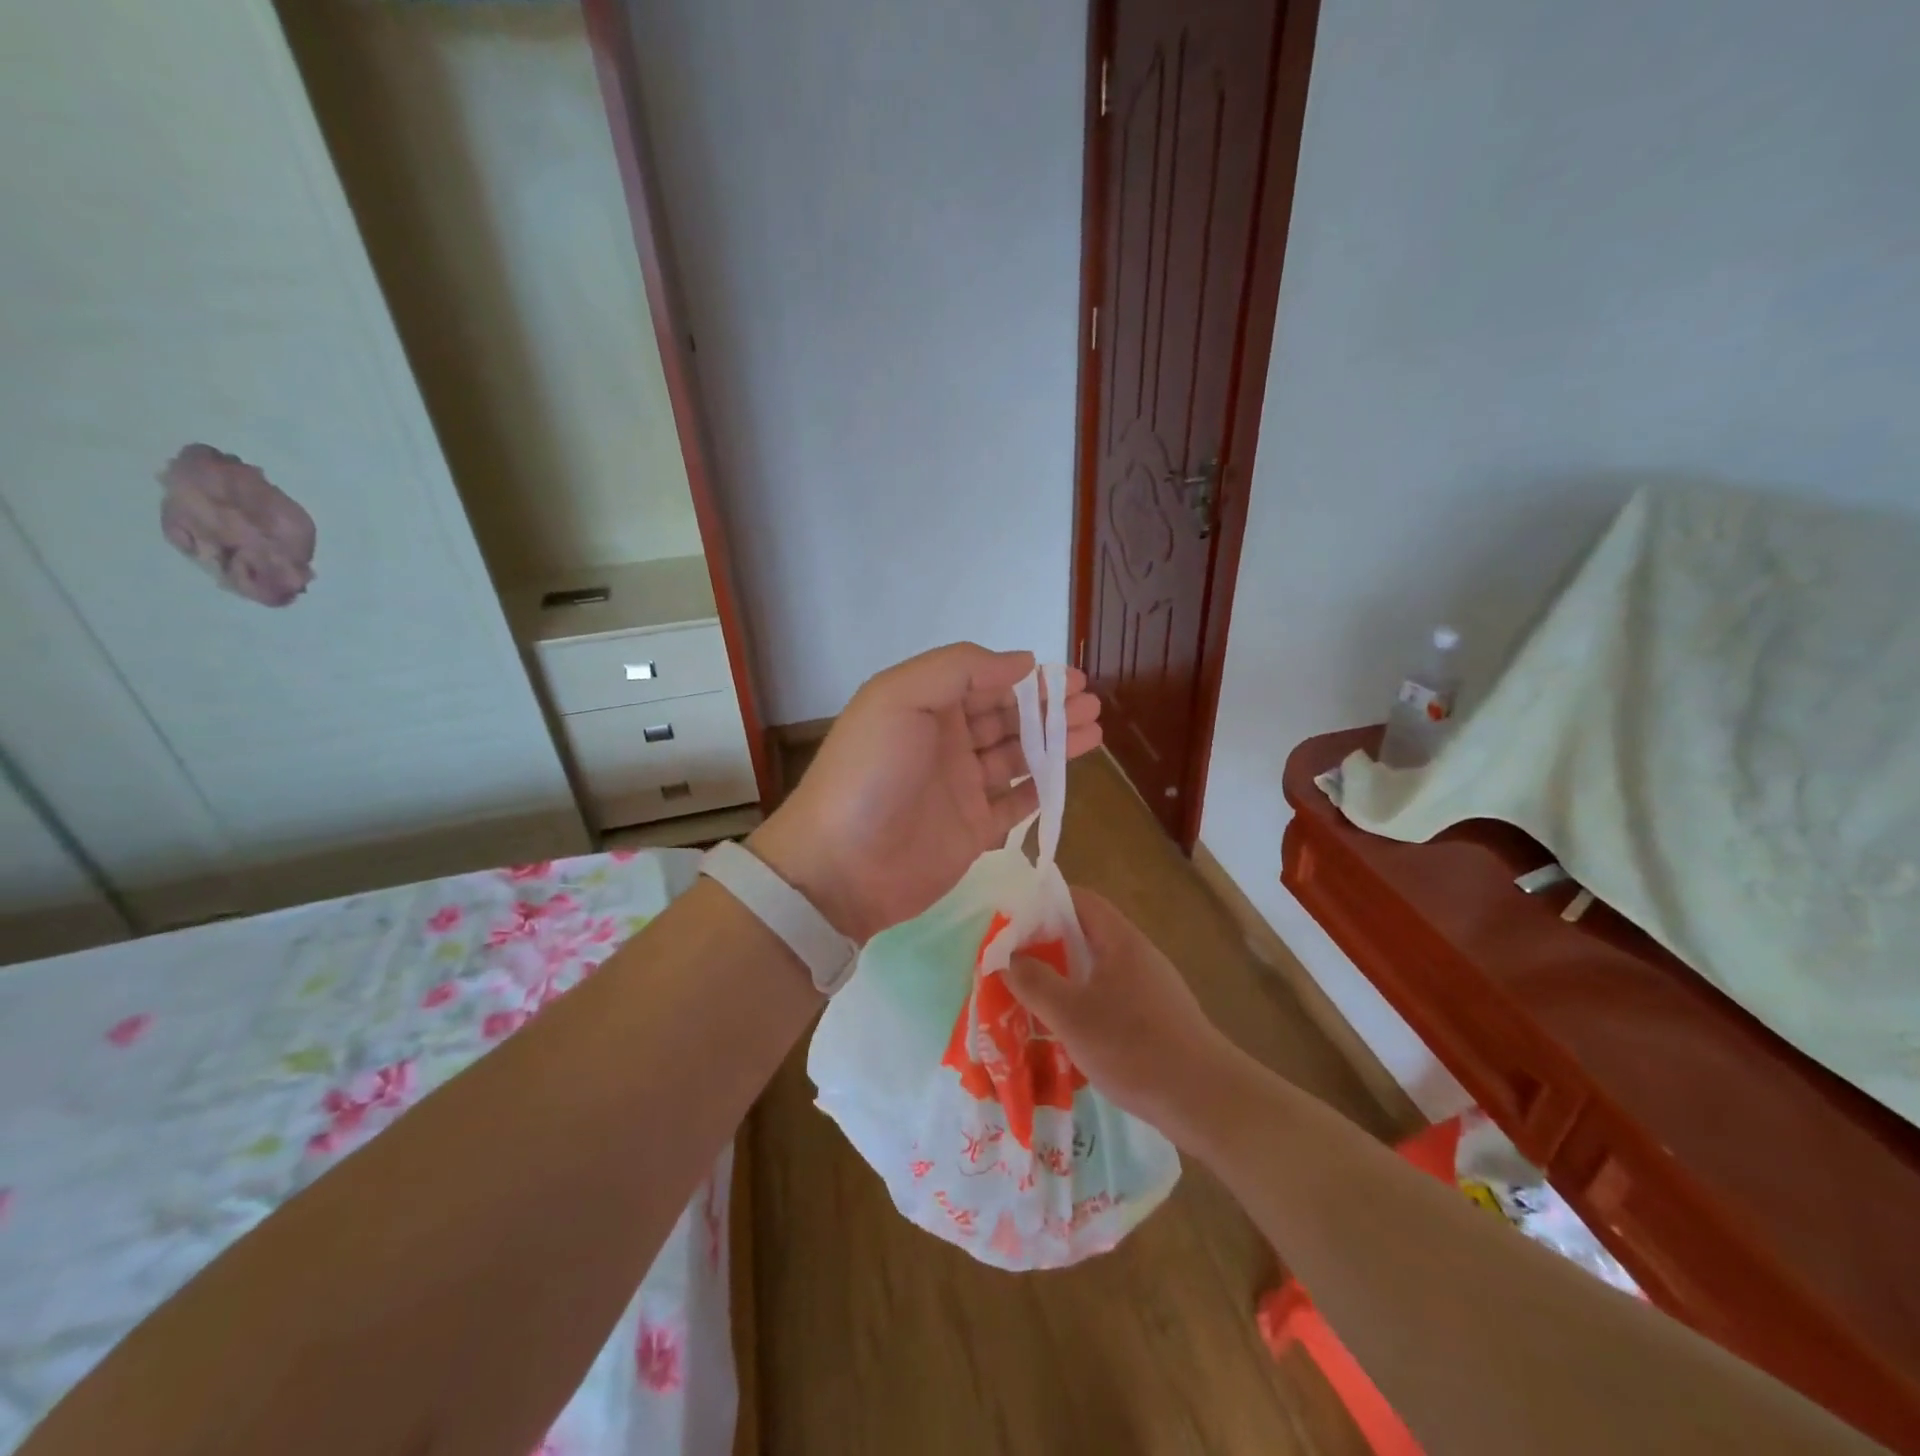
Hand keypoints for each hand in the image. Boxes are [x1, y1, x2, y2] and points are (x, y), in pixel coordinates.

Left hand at [748, 643, 1101, 942]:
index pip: (984, 682)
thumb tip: (1021, 662)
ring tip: (1095, 731)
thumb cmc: (869, 773)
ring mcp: (960, 788)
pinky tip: (1069, 773)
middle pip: (1007, 718)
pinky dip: (1043, 787)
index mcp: (925, 705)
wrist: (841, 866)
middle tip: (1091, 705)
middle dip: (1049, 709)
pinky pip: (1016, 803)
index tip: (1069, 679)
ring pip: (1018, 757)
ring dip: (1055, 743)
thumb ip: (959, 669)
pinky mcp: (973, 830)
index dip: (1027, 679)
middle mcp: (945, 742)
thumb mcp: (900, 697)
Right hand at [1004, 887, 1238, 1135]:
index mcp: (1120, 940)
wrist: (1205, 1100)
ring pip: (1097, 968)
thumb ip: (1034, 983)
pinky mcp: (1156, 1017)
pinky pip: (1110, 996)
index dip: (1043, 902)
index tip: (1011, 921)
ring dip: (1064, 977)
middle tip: (1011, 962)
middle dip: (1047, 944)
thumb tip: (1007, 958)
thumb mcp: (1071, 1016)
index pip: (1079, 899)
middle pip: (1086, 933)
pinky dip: (1084, 1003)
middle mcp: (1137, 954)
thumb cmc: (1133, 1048)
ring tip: (1030, 996)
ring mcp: (1150, 986)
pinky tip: (1067, 1032)